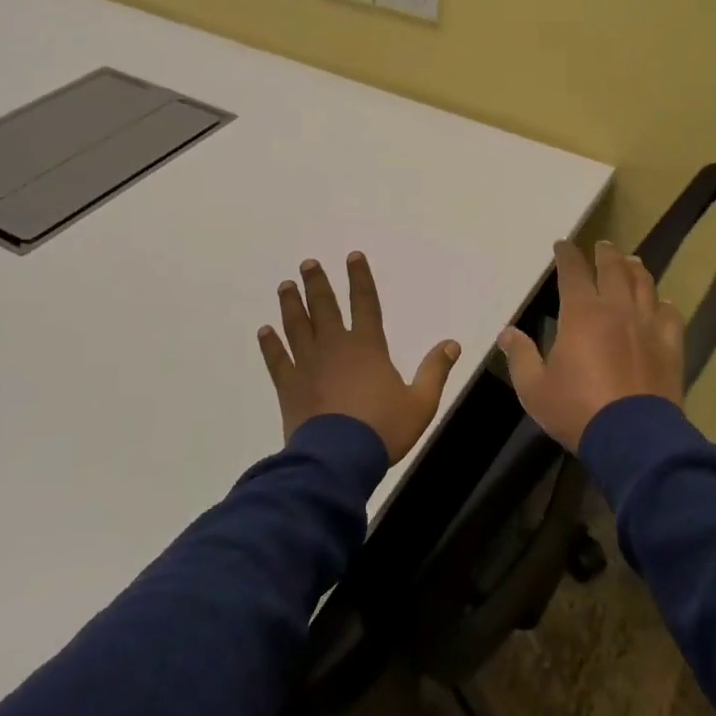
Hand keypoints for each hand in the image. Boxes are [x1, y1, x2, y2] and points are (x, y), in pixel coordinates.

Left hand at [257, 252, 462, 461]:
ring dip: (291, 305)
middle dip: (317, 283)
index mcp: (368, 346)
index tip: (352, 256)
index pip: (365, 302)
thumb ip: (435, 371)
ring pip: (297, 327)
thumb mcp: (420, 402)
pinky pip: (277, 360)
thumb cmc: (383, 429)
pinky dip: (270, 344)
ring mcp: (308, 365)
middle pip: (324, 307)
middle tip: (308, 263)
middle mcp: (335, 346)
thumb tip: (452, 344)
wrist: (337, 460)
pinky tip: (264, 331)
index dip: (360, 278)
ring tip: (285, 285)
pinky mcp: (289, 386)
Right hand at [497, 240, 684, 451]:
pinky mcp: (670, 344)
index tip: (562, 245)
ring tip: (631, 262)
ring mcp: (648, 324)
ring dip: (635, 269)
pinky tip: (661, 303)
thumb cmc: (577, 409)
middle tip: (602, 245)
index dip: (567, 255)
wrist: (633, 437)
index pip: (573, 271)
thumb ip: (521, 357)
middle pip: (613, 269)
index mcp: (582, 313)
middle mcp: (617, 308)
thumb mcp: (535, 388)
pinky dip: (663, 303)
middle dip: (605, 253)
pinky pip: (670, 314)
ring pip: (644, 284)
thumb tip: (507, 333)